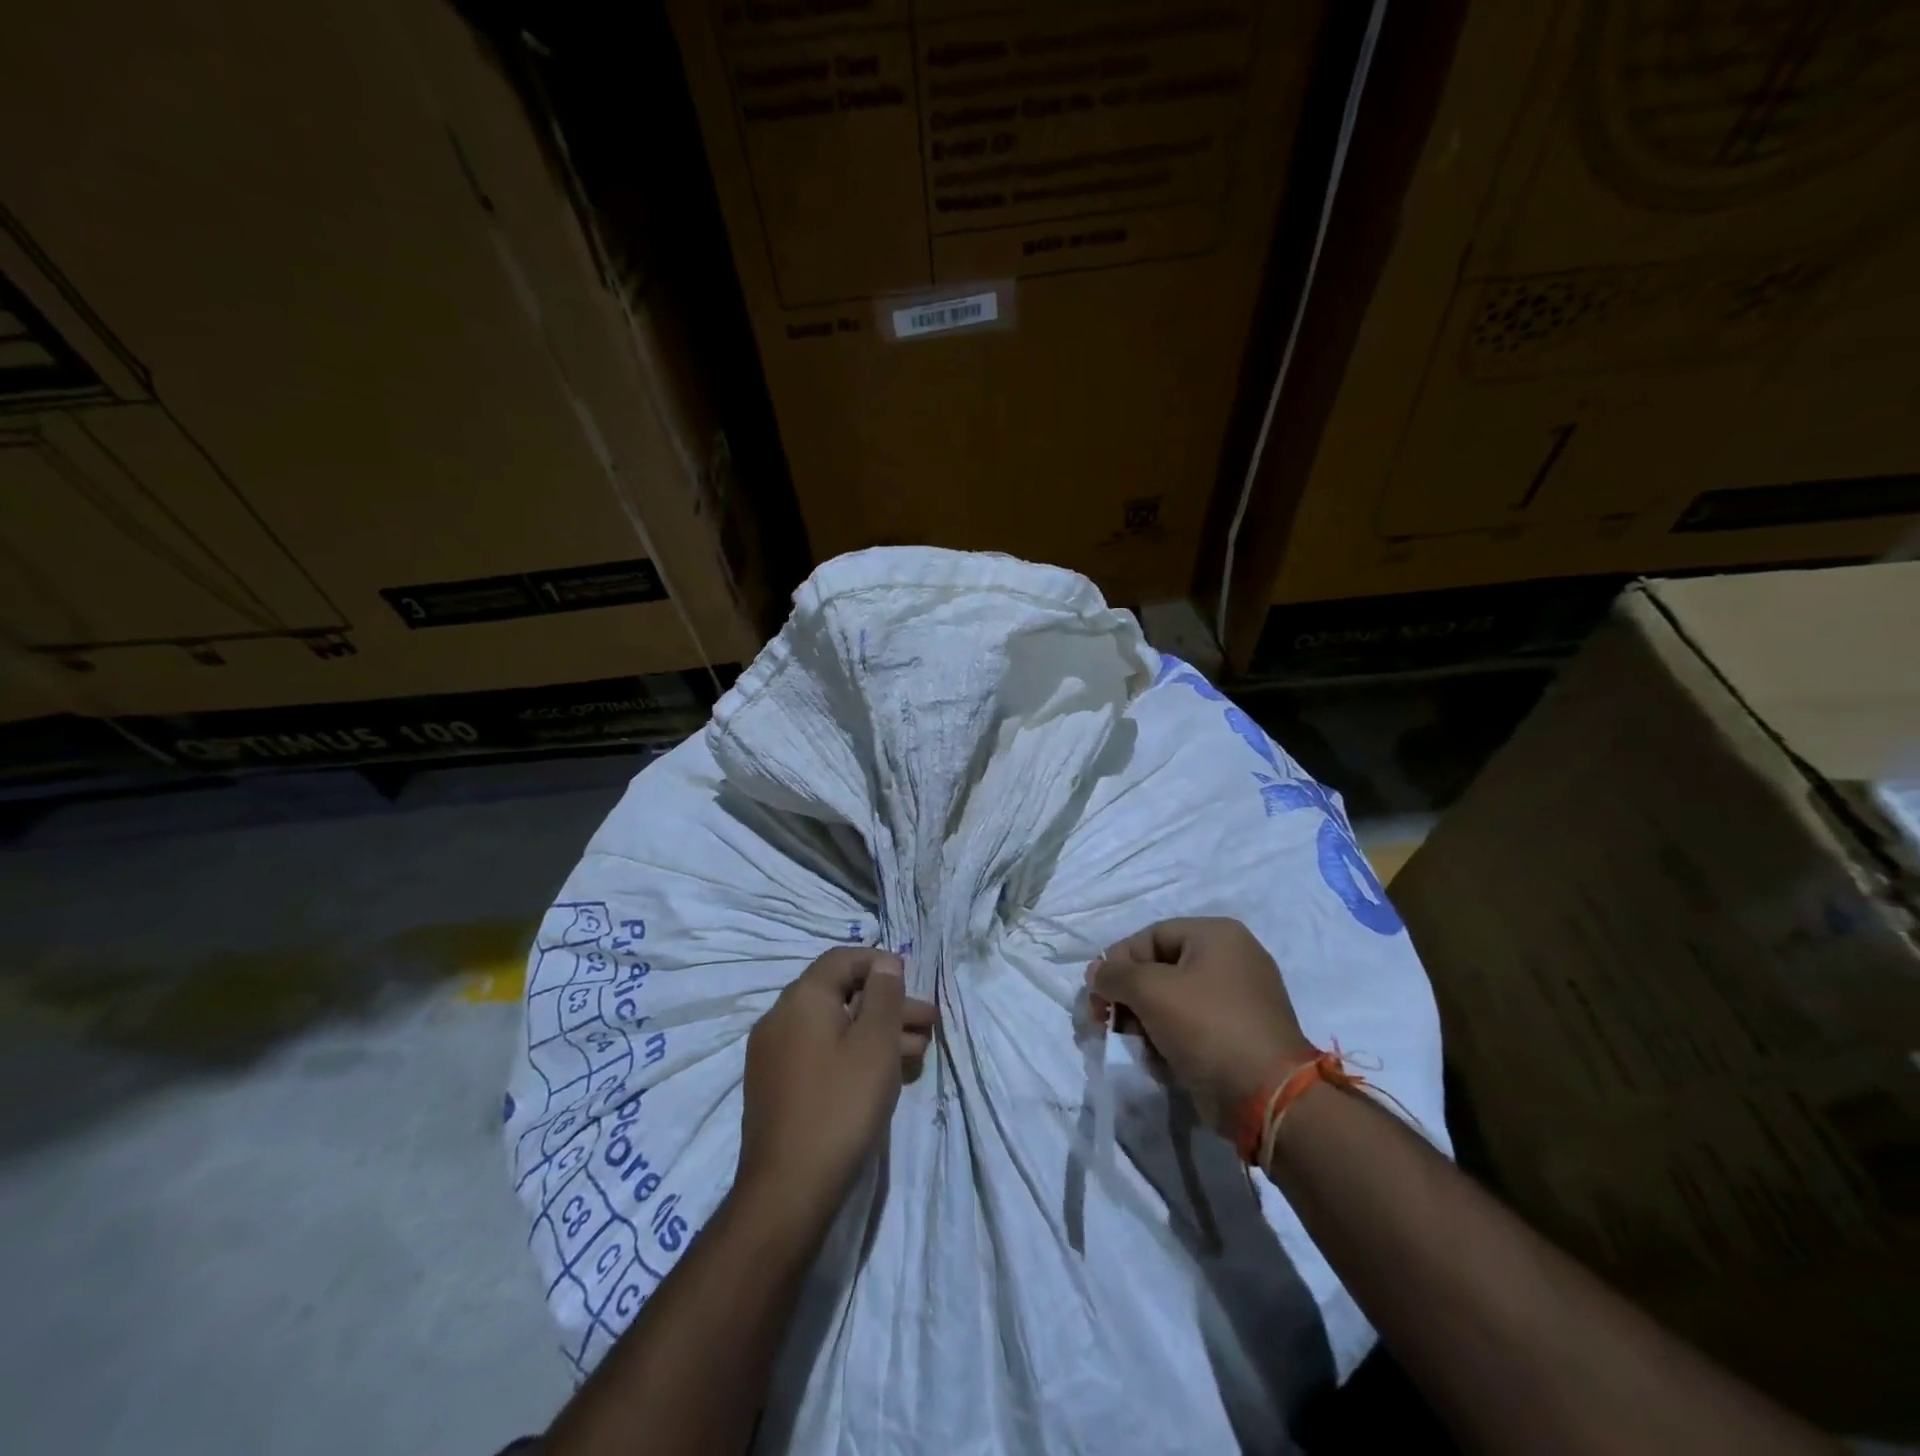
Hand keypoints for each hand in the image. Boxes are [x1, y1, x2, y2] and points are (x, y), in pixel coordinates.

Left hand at [736, 947, 935, 1229]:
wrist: (787, 1190)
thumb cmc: (840, 1105)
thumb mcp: (875, 1044)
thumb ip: (884, 996)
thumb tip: (885, 964)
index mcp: (801, 998)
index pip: (842, 959)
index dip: (880, 964)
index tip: (912, 984)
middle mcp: (780, 1018)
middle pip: (840, 994)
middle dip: (887, 1005)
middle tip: (928, 1024)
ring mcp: (773, 1054)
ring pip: (833, 1027)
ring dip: (875, 1032)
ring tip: (917, 1053)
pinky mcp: (775, 1086)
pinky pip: (819, 1053)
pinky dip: (852, 1054)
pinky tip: (883, 1076)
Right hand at [1088, 917, 1311, 1137]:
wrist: (1269, 1098)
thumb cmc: (1208, 1027)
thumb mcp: (1151, 991)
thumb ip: (1115, 975)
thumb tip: (1096, 973)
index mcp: (1217, 936)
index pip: (1150, 936)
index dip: (1117, 961)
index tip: (1096, 993)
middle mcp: (1230, 960)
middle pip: (1159, 970)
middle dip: (1130, 999)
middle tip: (1105, 1022)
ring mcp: (1238, 1001)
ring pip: (1171, 1003)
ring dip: (1148, 1025)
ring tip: (1145, 1049)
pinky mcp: (1238, 1036)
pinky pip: (1191, 1029)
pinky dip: (1172, 1044)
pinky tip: (1167, 1065)